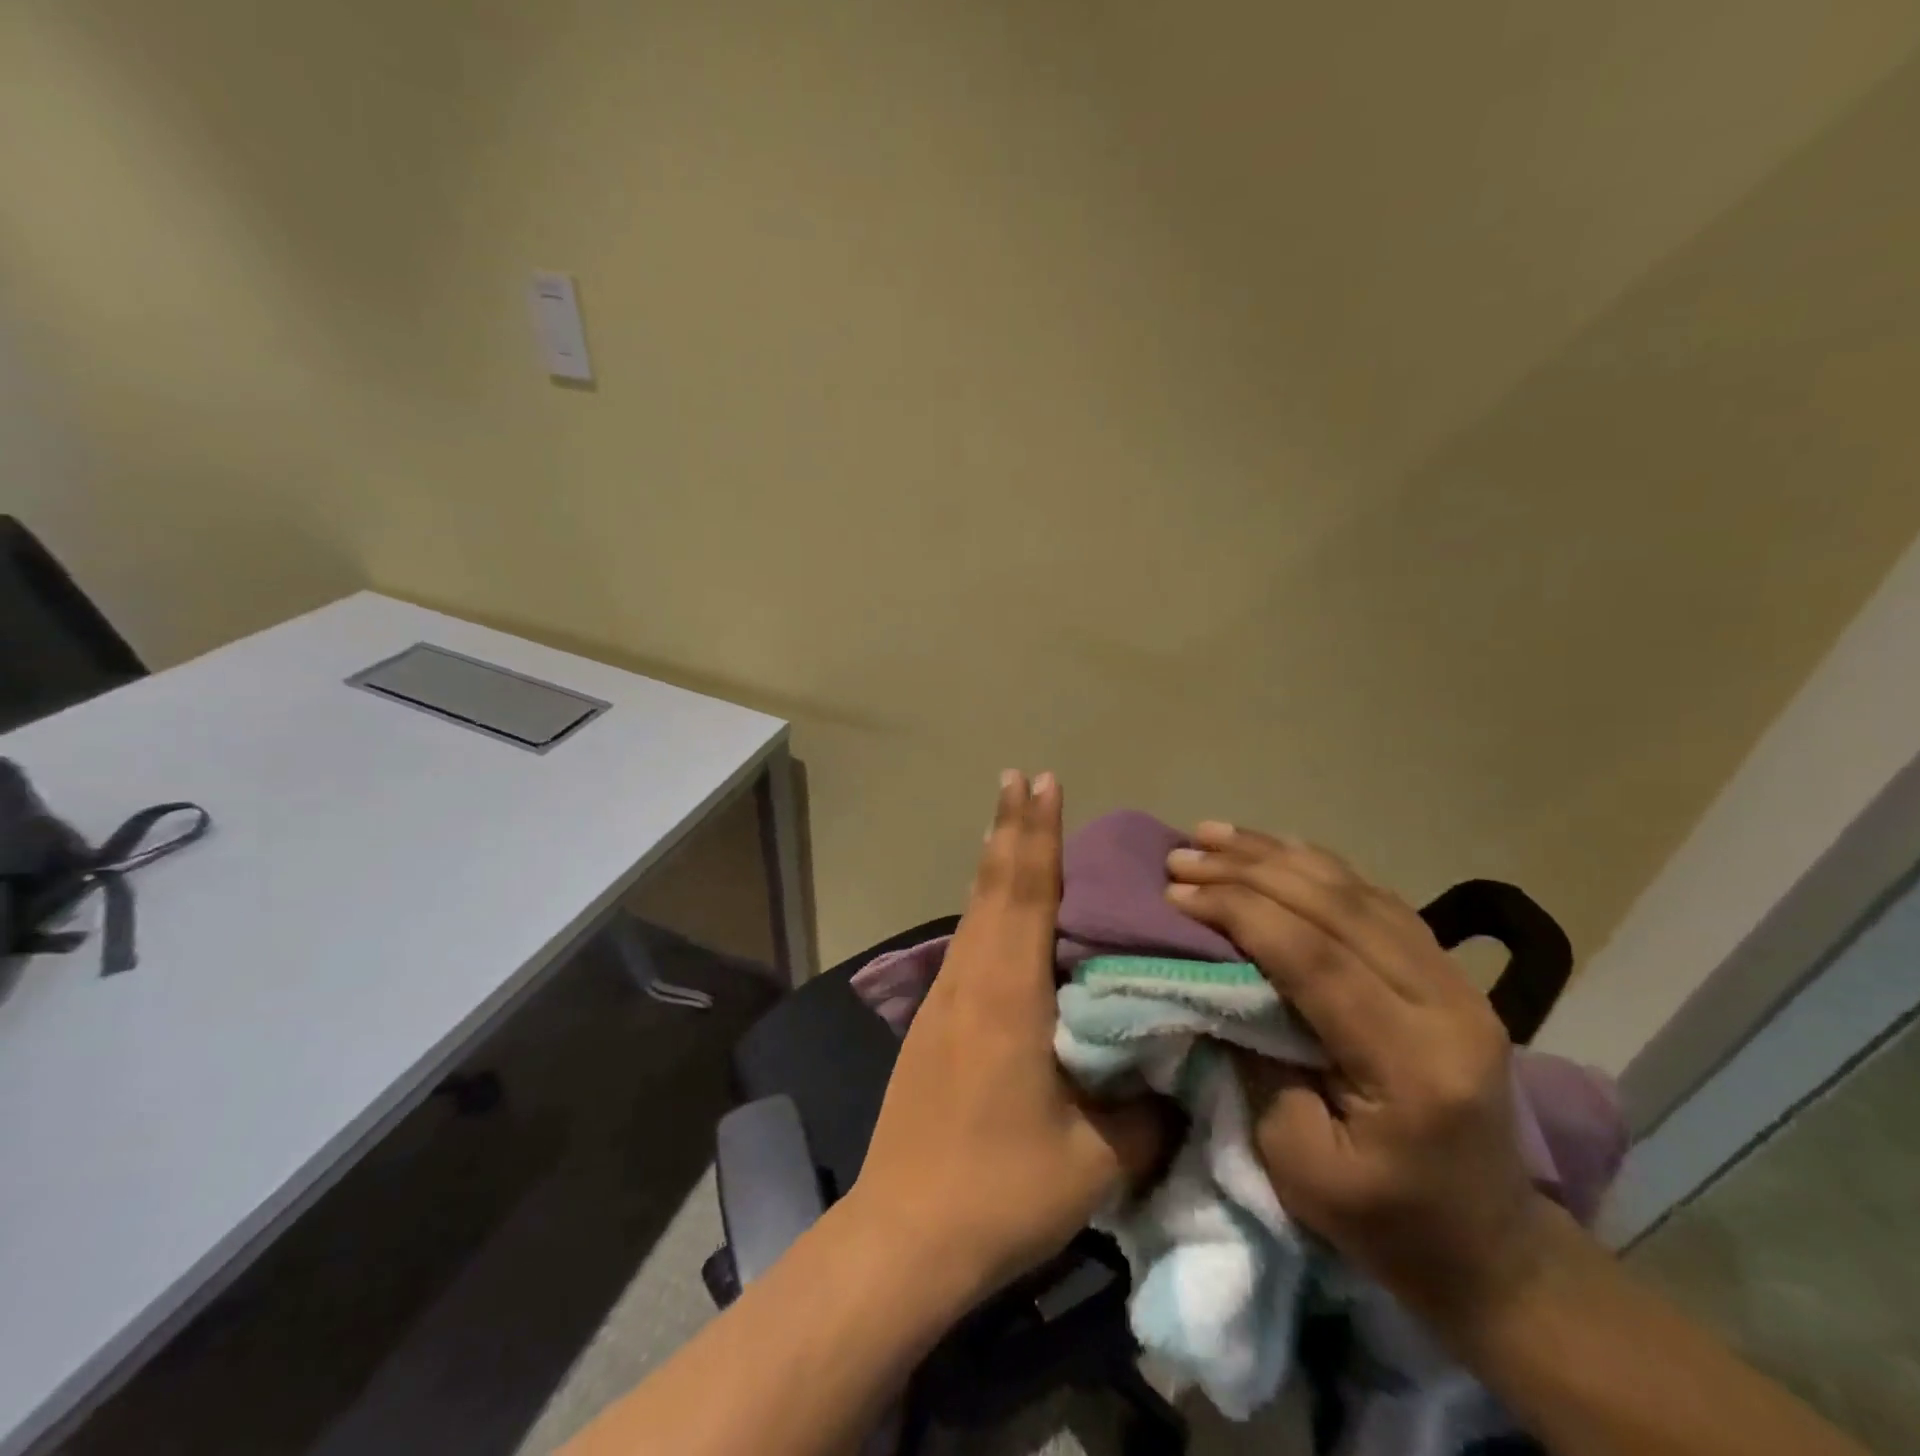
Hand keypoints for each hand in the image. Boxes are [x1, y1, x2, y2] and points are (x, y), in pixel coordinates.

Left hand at [847, 772, 1168, 1304]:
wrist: (903, 1236)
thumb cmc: (1000, 1192)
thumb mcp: (1095, 1161)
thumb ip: (1144, 1111)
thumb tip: (1174, 1074)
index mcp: (1008, 995)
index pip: (1026, 893)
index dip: (1036, 834)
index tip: (1041, 781)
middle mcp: (970, 980)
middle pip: (993, 887)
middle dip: (1010, 828)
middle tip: (1021, 777)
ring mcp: (944, 1000)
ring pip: (974, 911)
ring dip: (994, 862)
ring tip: (1010, 825)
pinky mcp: (933, 1024)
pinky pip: (967, 943)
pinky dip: (985, 906)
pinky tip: (996, 912)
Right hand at [1164, 823, 1551, 1330]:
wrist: (1490, 1248)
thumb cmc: (1384, 1222)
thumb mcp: (1297, 1164)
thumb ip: (1255, 1063)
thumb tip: (1212, 982)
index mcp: (1414, 1065)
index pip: (1316, 959)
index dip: (1240, 913)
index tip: (1177, 891)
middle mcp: (1449, 1007)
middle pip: (1337, 909)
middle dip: (1248, 871)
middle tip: (1182, 854)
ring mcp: (1458, 984)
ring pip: (1358, 891)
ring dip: (1277, 856)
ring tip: (1213, 834)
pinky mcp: (1450, 975)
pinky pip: (1377, 900)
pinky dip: (1318, 867)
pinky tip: (1276, 849)